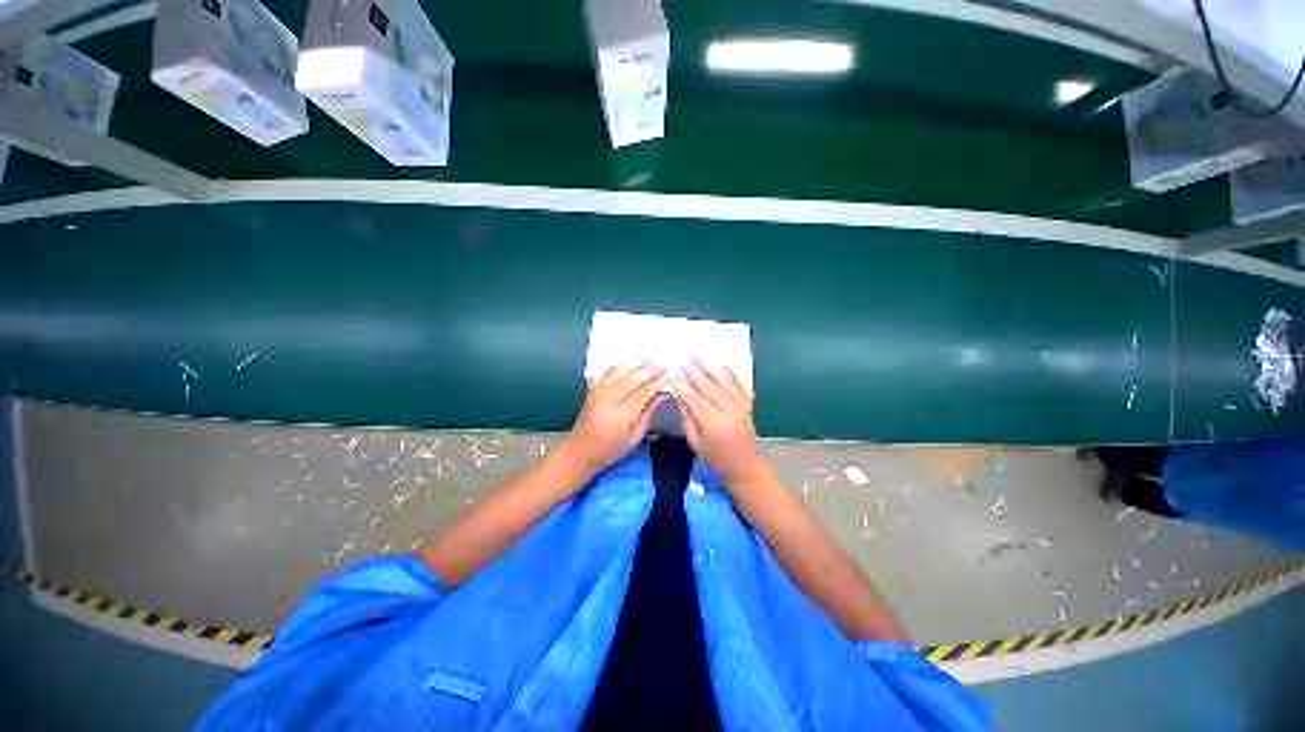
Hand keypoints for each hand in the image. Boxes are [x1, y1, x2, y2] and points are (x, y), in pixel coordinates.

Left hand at [562, 362, 666, 474]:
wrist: (580, 450)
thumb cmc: (610, 449)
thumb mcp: (634, 438)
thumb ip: (648, 414)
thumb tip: (662, 394)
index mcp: (620, 417)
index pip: (642, 394)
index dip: (656, 383)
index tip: (668, 376)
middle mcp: (608, 401)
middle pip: (631, 379)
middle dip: (648, 370)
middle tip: (662, 364)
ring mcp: (598, 393)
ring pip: (618, 372)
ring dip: (635, 363)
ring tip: (650, 357)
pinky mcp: (593, 390)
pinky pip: (607, 372)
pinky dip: (620, 364)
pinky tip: (630, 360)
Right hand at [671, 359, 761, 481]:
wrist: (745, 465)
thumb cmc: (716, 458)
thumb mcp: (696, 442)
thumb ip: (687, 418)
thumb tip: (679, 395)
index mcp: (714, 424)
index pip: (695, 400)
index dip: (683, 387)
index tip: (672, 375)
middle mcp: (729, 411)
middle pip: (709, 387)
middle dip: (694, 373)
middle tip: (682, 361)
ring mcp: (741, 406)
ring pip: (724, 382)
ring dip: (710, 368)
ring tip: (698, 356)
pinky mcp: (748, 405)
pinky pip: (740, 385)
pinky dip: (732, 373)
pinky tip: (723, 364)